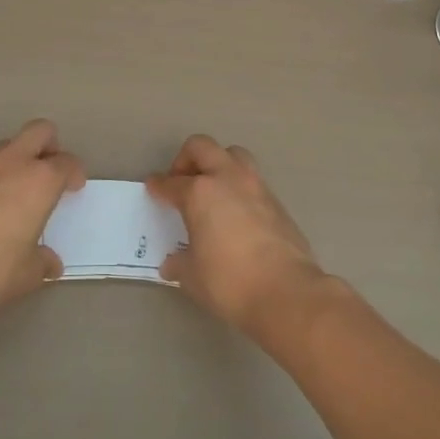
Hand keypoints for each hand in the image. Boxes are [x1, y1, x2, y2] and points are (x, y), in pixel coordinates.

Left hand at [0, 120, 85, 311]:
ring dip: (19, 158)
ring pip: (8, 144)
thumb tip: (50, 263)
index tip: (73, 189)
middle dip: (50, 145)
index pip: (66, 162)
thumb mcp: (28, 274)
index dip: (74, 173)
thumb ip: (43, 262)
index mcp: (40, 180)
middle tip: (50, 171)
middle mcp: (13, 163)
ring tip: (18, 188)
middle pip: (40, 131)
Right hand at [146, 135, 326, 336]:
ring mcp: (256, 186)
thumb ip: (179, 263)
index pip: (171, 183)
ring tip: (211, 191)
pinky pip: (252, 180)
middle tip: (181, 182)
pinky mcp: (277, 201)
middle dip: (186, 159)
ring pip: (233, 155)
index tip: (153, 188)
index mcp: (200, 193)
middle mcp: (228, 179)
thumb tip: (173, 263)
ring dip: (218, 164)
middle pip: (202, 147)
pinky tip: (235, 213)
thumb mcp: (192, 276)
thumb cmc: (229, 281)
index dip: (158, 186)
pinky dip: (239, 187)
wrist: (287, 291)